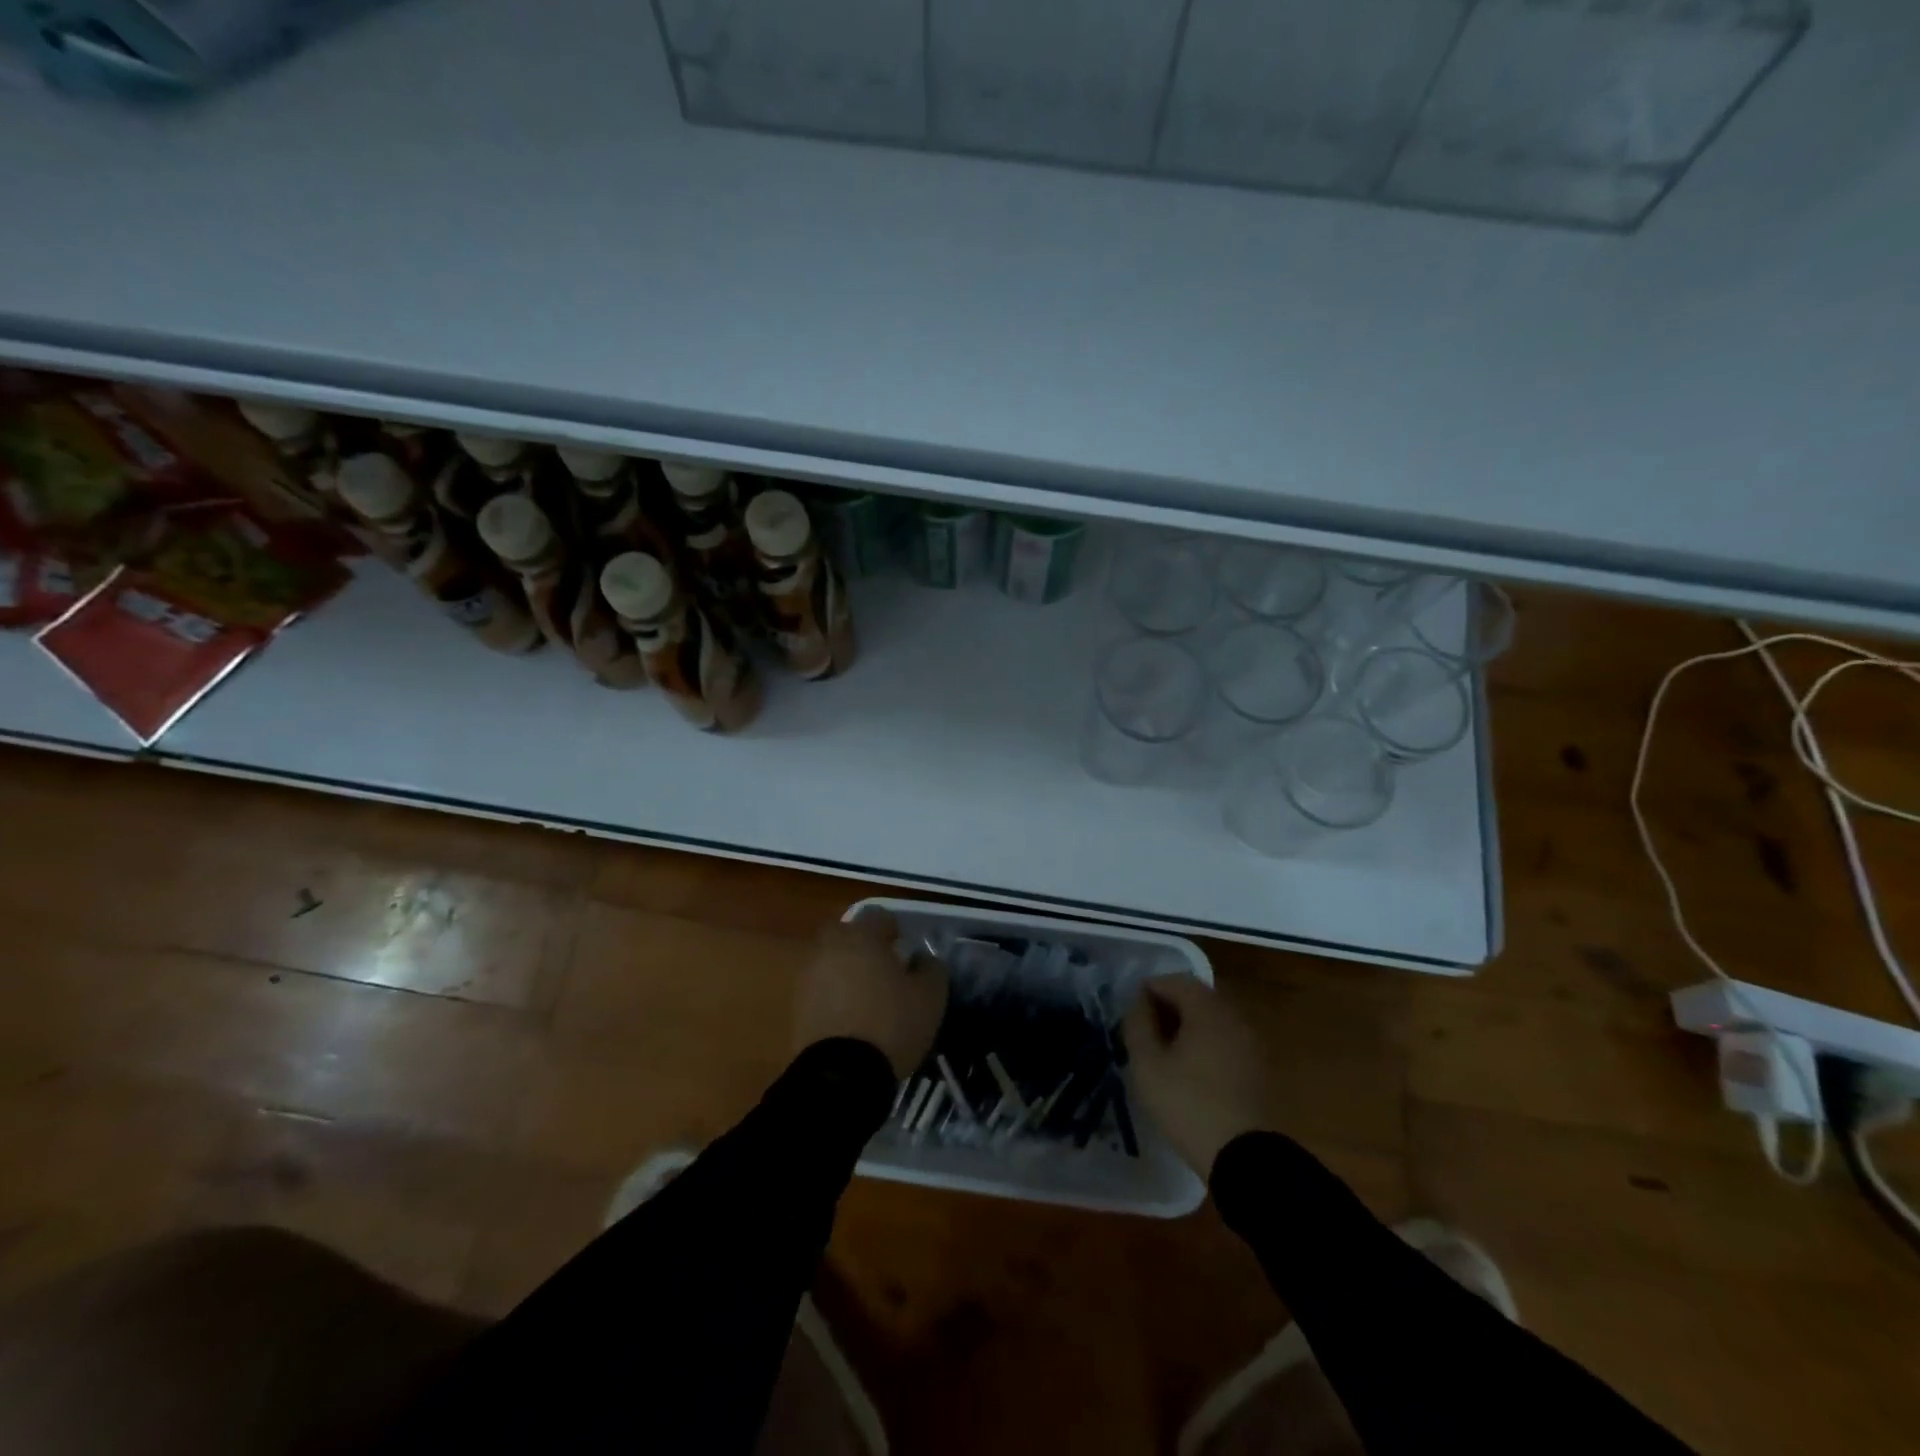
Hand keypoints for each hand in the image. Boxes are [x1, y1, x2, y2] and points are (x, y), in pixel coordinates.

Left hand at [792, 913, 947, 1079]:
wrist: (840, 1076)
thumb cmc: (891, 1024)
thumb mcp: (930, 998)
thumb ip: (932, 969)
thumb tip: (923, 958)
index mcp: (862, 936)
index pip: (880, 917)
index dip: (896, 931)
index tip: (907, 952)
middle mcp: (830, 947)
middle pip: (849, 935)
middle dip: (866, 947)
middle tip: (885, 970)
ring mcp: (809, 976)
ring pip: (832, 961)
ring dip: (848, 971)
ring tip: (869, 999)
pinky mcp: (797, 1006)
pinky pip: (821, 989)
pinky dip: (834, 996)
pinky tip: (852, 1019)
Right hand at [1123, 975, 1269, 1175]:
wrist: (1244, 1157)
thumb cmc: (1188, 1104)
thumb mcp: (1148, 1065)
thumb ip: (1138, 1025)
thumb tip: (1138, 1003)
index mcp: (1208, 1010)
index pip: (1176, 981)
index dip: (1150, 988)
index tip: (1131, 1009)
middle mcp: (1234, 1017)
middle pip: (1197, 996)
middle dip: (1169, 1005)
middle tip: (1145, 1028)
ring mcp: (1250, 1043)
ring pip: (1213, 1019)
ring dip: (1187, 1024)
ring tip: (1164, 1049)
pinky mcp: (1257, 1067)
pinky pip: (1225, 1039)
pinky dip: (1205, 1042)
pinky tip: (1189, 1067)